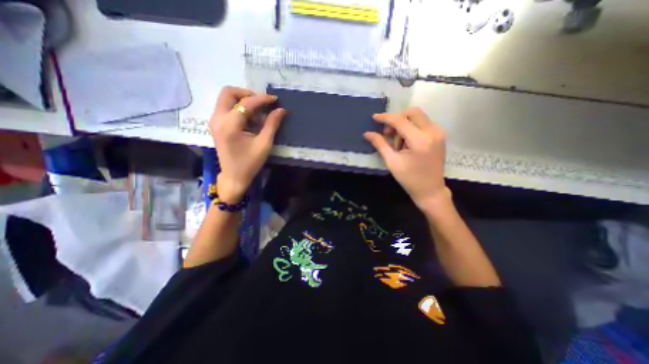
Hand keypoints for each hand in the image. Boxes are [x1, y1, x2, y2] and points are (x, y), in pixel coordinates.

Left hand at [211, 87, 285, 202]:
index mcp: (229, 125)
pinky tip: (250, 120)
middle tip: (262, 103)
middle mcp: (217, 118)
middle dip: (247, 94)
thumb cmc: (250, 163)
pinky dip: (239, 108)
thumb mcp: (264, 144)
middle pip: (229, 92)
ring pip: (226, 99)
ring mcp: (214, 121)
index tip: (275, 99)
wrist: (234, 177)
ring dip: (243, 101)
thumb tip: (281, 110)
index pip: (246, 103)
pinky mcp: (216, 125)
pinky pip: (226, 107)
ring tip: (258, 114)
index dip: (262, 99)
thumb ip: (272, 124)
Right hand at [364, 107, 449, 208]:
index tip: (374, 118)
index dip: (385, 118)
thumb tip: (367, 133)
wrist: (430, 190)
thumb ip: (380, 144)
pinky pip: (423, 123)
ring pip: (417, 117)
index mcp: (420, 140)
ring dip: (404, 125)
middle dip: (397, 119)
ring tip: (399, 144)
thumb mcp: (392, 162)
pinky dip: (411, 128)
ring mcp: (439, 133)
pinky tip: (407, 142)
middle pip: (412, 112)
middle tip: (388, 133)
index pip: (400, 121)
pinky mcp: (440, 135)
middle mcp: (433, 132)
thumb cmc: (409, 179)